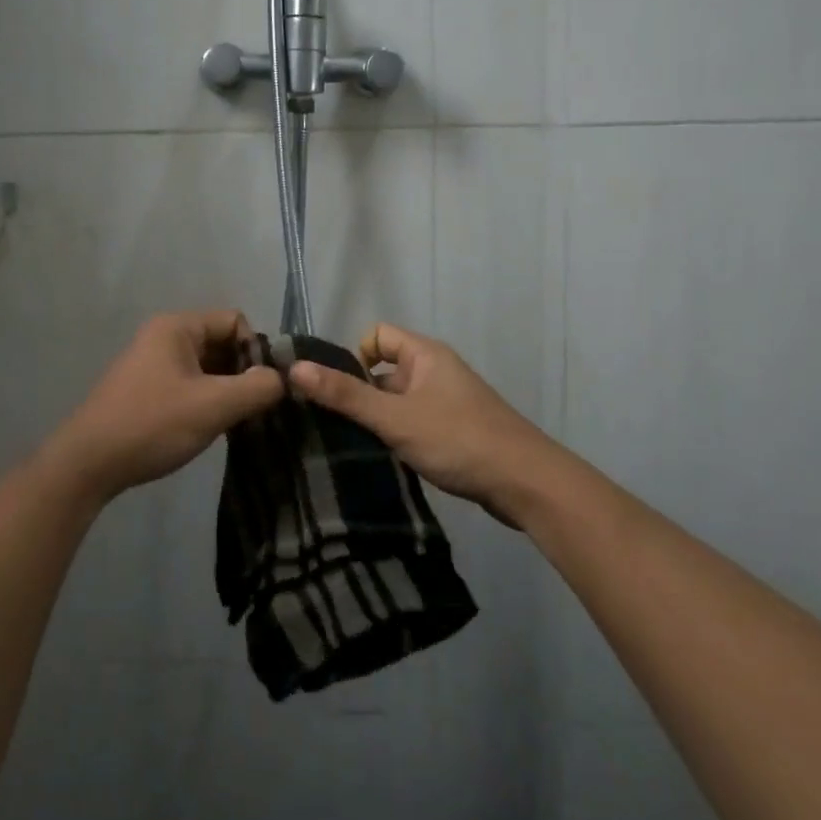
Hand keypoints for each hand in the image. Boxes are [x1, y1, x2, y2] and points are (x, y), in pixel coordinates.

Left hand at [45, 310, 284, 505]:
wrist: (88, 464)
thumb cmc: (152, 424)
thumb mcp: (213, 406)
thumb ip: (256, 388)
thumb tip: (282, 380)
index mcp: (177, 327)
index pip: (234, 321)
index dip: (255, 350)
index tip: (264, 387)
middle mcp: (164, 336)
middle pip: (221, 342)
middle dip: (242, 372)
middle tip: (256, 408)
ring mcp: (153, 363)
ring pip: (207, 366)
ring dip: (226, 389)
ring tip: (237, 421)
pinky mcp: (147, 389)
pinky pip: (190, 383)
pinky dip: (207, 400)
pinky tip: (212, 427)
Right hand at [288, 323, 552, 520]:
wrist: (526, 483)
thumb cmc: (458, 439)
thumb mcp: (395, 418)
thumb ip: (345, 395)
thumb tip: (294, 369)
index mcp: (425, 355)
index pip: (377, 335)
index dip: (355, 357)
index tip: (339, 390)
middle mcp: (436, 371)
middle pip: (384, 370)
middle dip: (361, 394)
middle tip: (336, 425)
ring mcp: (447, 402)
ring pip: (398, 401)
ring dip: (379, 420)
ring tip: (355, 447)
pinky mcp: (455, 431)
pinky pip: (414, 422)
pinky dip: (399, 436)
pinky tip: (386, 461)